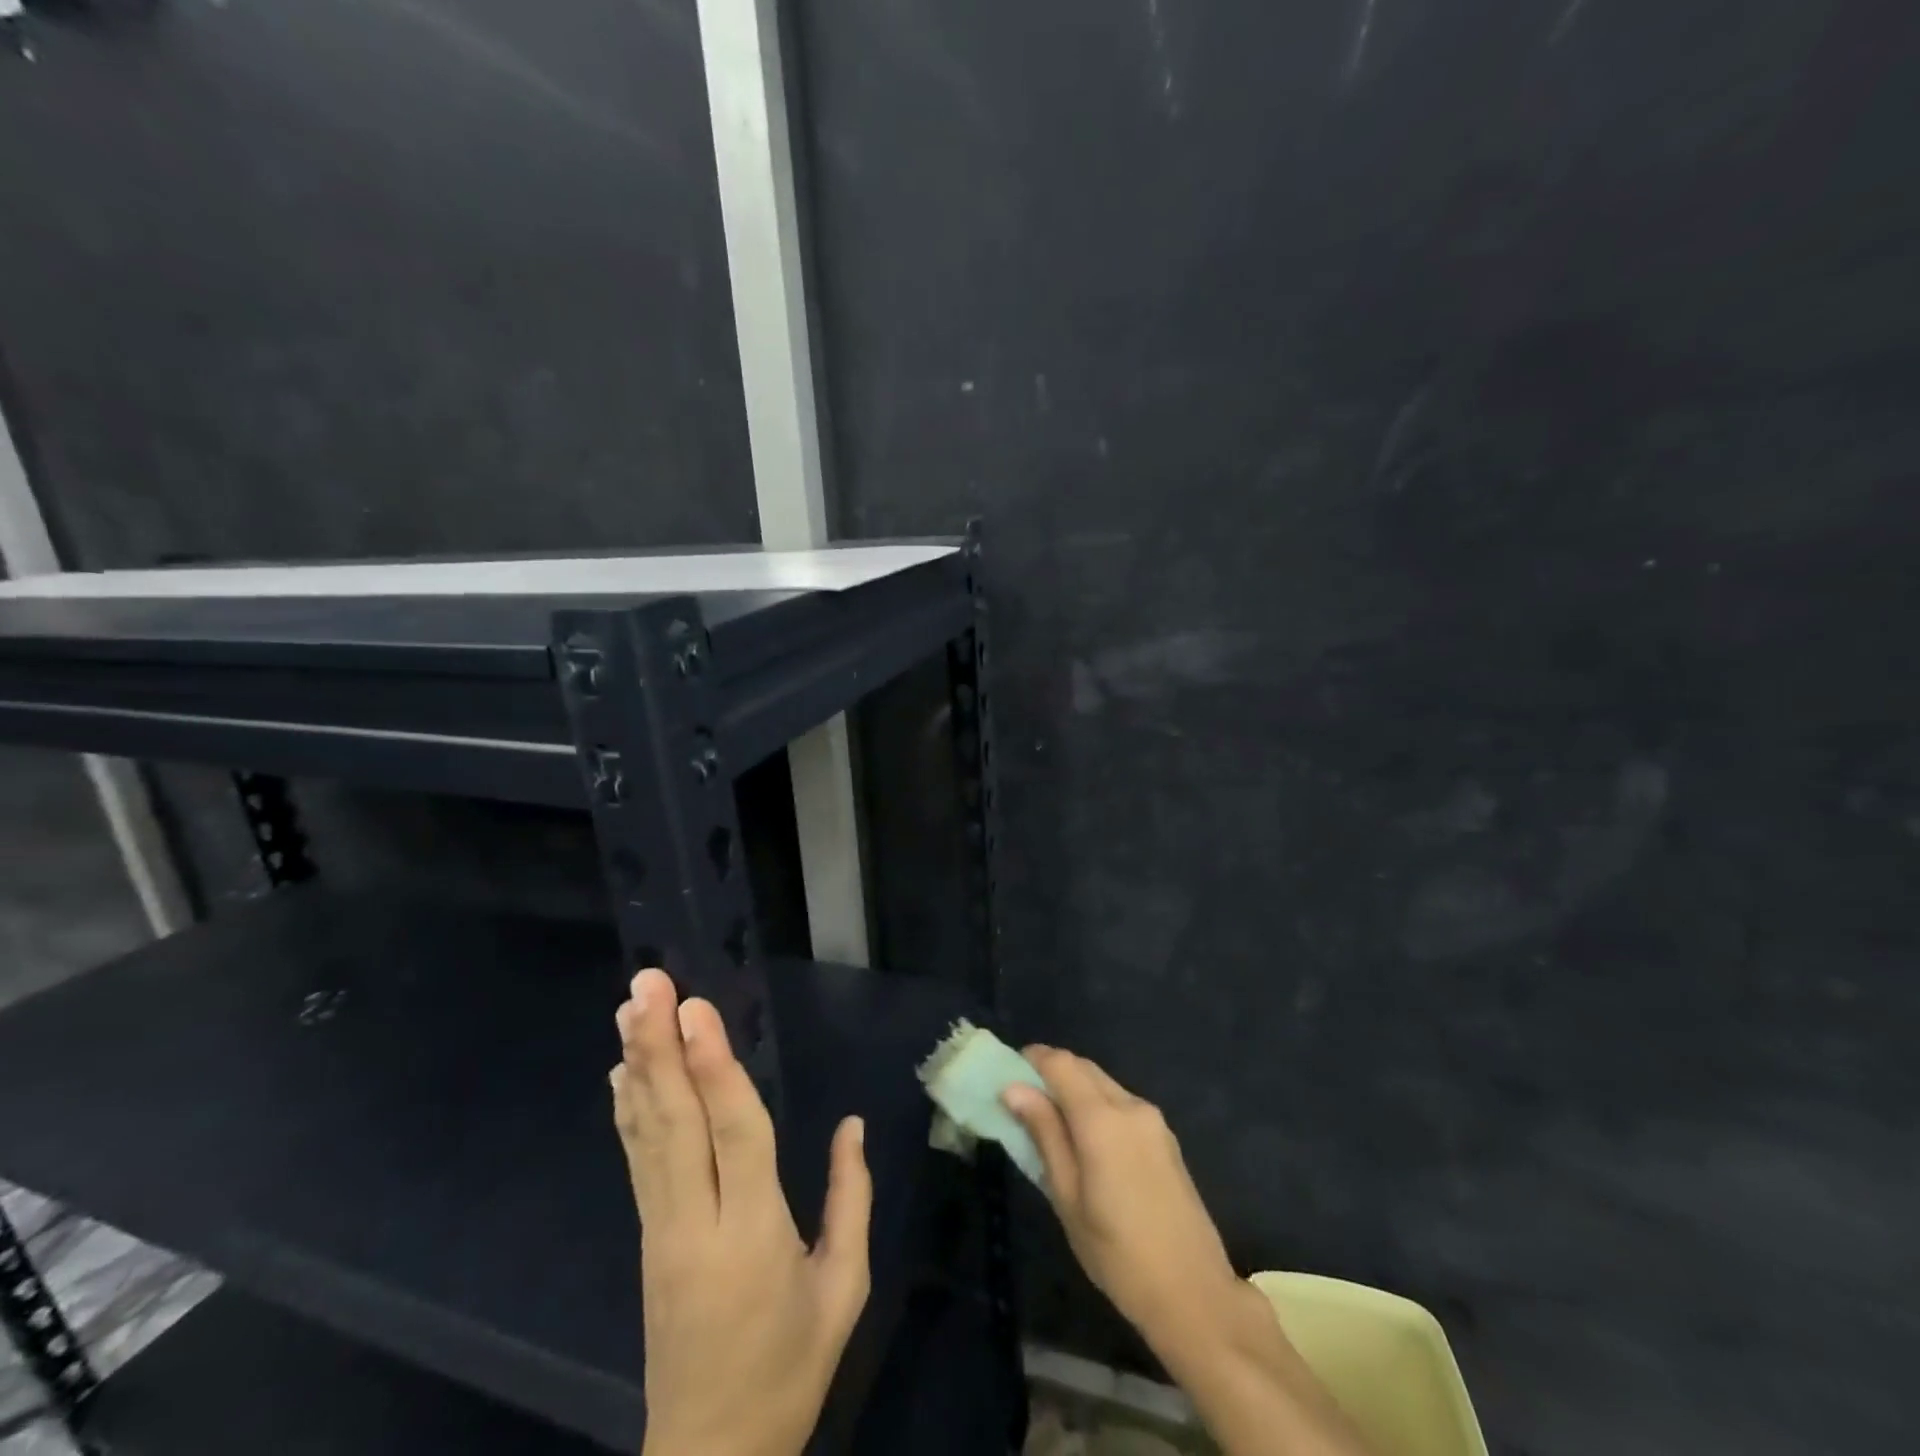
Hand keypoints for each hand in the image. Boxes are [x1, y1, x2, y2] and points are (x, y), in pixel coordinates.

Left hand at [613, 969, 870, 1455]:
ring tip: (627, 1008)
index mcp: (753, 1233)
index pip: (732, 1134)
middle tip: (646, 985)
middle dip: (659, 1046)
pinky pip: (638, 1159)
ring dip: (637, 1065)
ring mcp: (662, 1229)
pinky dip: (629, 1109)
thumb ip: (850, 1200)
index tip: (696, 1009)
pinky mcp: (648, 1237)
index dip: (714, 1068)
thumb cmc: (790, 1370)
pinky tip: (621, 1072)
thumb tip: (851, 1125)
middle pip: (674, 1121)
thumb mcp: (842, 1290)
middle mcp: (695, 1221)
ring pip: (647, 1133)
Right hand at [1002, 1048, 1251, 1358]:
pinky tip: (1086, 1139)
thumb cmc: (1118, 1254)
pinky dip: (1097, 1105)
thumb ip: (1044, 1135)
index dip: (1033, 1059)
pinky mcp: (1165, 1137)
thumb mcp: (1068, 1198)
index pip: (1061, 1063)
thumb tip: (1014, 1089)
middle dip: (1052, 1072)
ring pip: (1104, 1084)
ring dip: (1075, 1088)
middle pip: (1084, 1068)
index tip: (1008, 1073)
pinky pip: (1122, 1103)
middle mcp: (1130, 1106)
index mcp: (1103, 1119)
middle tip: (1024, 1099)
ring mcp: (1153, 1120)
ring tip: (1051, 1122)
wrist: (1195, 1294)